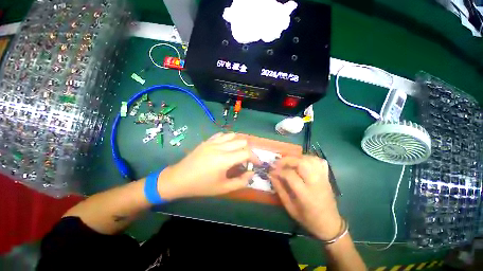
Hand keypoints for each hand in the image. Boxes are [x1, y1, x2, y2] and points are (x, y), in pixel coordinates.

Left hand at [156, 133, 259, 199]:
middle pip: (242, 142)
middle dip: (248, 151)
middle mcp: (220, 147)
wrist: (178, 179)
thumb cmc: (201, 186)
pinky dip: (228, 139)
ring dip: (239, 143)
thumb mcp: (223, 188)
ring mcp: (212, 142)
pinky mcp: (207, 141)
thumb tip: (252, 173)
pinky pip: (222, 135)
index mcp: (224, 160)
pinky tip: (227, 146)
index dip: (255, 158)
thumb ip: (240, 181)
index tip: (257, 164)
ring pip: (233, 136)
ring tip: (237, 153)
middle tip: (246, 161)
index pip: (246, 153)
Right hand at [270, 155, 341, 240]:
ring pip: (310, 159)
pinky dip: (309, 158)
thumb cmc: (308, 218)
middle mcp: (316, 183)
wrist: (330, 224)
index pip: (290, 175)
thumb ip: (280, 189)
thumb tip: (272, 175)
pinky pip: (319, 161)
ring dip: (297, 158)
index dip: (279, 170)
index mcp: (306, 194)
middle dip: (287, 160)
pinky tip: (302, 162)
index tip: (271, 171)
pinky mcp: (327, 177)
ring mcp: (323, 178)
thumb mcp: (290, 207)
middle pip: (301, 163)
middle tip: (278, 163)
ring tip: (289, 162)